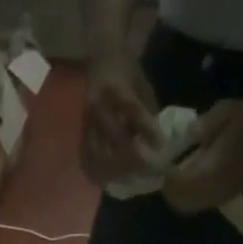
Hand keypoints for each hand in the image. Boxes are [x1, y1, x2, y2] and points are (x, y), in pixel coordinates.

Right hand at [80, 50, 160, 184]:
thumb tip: (155, 142)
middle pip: (113, 137)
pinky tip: (104, 181)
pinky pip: (86, 154)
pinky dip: (94, 170)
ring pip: (98, 150)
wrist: (101, 62)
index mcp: (116, 89)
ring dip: (113, 168)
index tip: (160, 146)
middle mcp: (98, 105)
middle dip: (131, 156)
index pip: (133, 111)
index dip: (147, 130)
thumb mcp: (143, 86)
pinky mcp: (82, 131)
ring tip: (127, 181)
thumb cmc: (127, 74)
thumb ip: (147, 112)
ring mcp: (87, 120)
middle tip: (146, 171)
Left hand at [161, 98, 242, 213]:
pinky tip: (190, 179)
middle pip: (180, 201)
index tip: (159, 164)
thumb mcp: (219, 114)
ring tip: (176, 175)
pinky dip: (189, 196)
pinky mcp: (226, 197)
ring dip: (178, 195)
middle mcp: (215, 190)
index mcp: (213, 170)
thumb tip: (176, 142)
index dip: (165, 177)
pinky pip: (200, 204)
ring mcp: (221, 197)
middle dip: (169, 189)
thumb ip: (195, 130)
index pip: (178, 185)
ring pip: (189, 206)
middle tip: (165, 172)